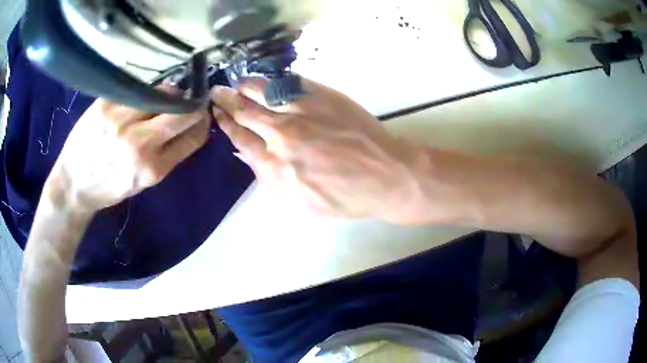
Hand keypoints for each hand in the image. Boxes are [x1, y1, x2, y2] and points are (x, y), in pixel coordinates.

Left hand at [46, 94, 209, 213]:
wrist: (73, 185)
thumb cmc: (109, 188)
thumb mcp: (142, 183)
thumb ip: (166, 156)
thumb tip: (188, 128)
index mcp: (153, 168)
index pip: (194, 136)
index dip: (203, 122)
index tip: (201, 116)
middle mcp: (140, 143)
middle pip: (183, 110)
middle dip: (192, 104)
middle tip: (189, 101)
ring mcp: (122, 120)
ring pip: (162, 93)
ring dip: (169, 94)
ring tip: (161, 98)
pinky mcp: (107, 104)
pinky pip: (138, 88)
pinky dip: (145, 90)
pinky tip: (141, 96)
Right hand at [211, 78, 425, 222]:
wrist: (386, 175)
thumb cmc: (345, 196)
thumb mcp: (301, 201)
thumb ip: (269, 177)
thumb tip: (244, 155)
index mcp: (275, 167)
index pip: (240, 139)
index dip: (226, 125)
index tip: (218, 115)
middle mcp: (282, 135)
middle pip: (246, 112)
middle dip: (226, 100)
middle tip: (216, 92)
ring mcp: (302, 112)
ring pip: (264, 92)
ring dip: (246, 86)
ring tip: (237, 83)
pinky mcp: (321, 96)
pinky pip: (289, 83)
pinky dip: (273, 80)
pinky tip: (266, 79)